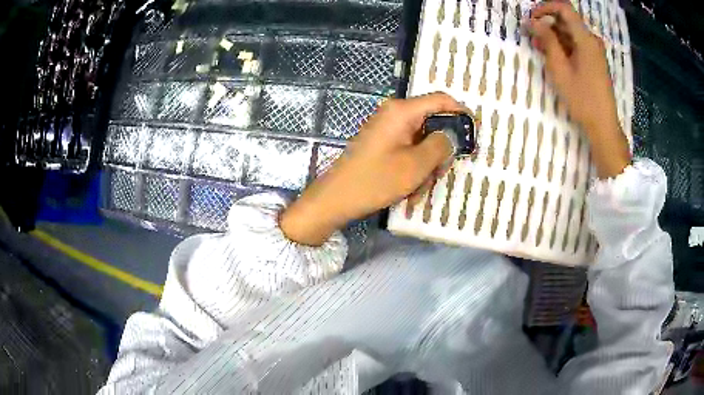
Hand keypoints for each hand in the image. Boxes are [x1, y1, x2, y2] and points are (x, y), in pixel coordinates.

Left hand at [280, 93, 464, 245]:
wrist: (337, 198)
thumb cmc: (376, 180)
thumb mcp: (417, 165)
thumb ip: (441, 145)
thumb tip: (451, 135)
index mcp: (402, 111)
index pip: (441, 99)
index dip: (461, 113)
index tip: (473, 133)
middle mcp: (395, 114)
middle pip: (432, 123)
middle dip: (440, 151)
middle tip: (440, 174)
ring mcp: (387, 129)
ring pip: (422, 141)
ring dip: (427, 166)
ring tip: (419, 189)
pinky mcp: (383, 143)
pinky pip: (408, 150)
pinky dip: (414, 168)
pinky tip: (410, 190)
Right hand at [529, 1, 630, 177]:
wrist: (603, 126)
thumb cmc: (582, 99)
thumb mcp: (560, 69)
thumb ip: (547, 40)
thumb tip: (533, 21)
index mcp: (586, 38)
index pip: (564, 7)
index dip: (545, 8)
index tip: (532, 19)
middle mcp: (592, 40)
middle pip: (566, 20)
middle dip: (546, 23)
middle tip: (531, 36)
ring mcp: (595, 51)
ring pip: (570, 32)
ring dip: (553, 35)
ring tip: (538, 48)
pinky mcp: (595, 61)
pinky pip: (576, 44)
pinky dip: (563, 46)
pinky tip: (553, 56)